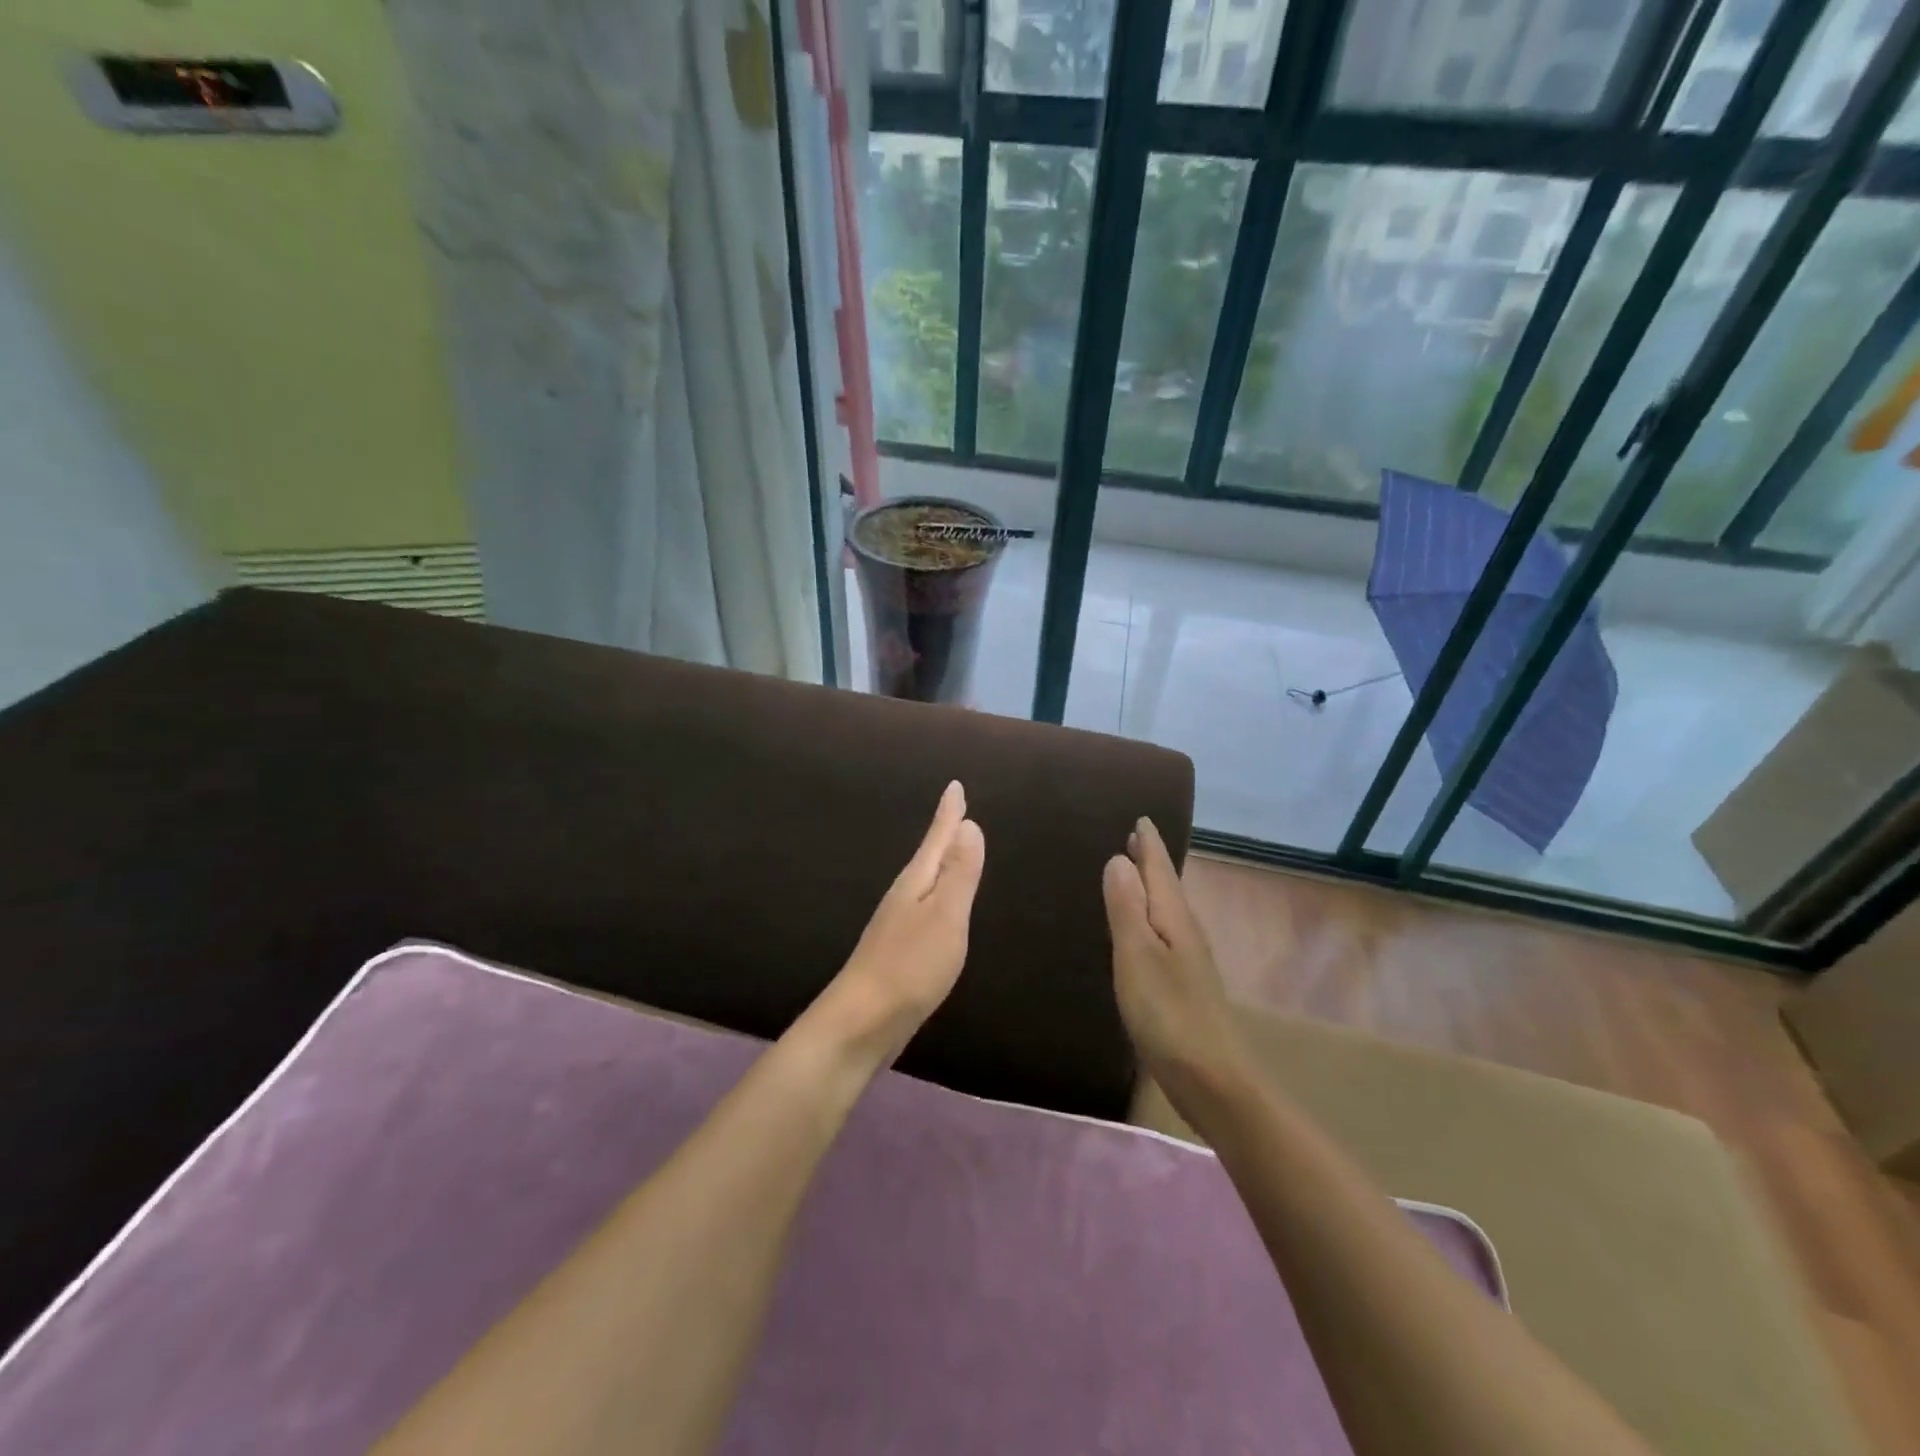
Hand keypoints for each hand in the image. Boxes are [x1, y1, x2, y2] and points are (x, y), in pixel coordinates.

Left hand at [831, 781, 985, 1061]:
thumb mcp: (945, 916)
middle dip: (944, 834)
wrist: (861, 1022)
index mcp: (916, 883)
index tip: (955, 786)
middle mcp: (903, 897)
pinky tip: (936, 908)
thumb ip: (958, 873)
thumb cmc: (910, 966)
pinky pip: (923, 909)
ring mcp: (896, 925)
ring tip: (950, 851)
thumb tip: (969, 825)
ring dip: (939, 864)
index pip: (937, 839)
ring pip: (924, 883)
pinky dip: (935, 896)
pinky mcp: (897, 951)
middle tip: (957, 812)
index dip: (949, 813)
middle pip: (929, 857)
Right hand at [1102, 818, 1247, 1108]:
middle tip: (1135, 837)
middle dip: (1151, 861)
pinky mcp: (1184, 986)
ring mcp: (1188, 961)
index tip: (1141, 818)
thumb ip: (1127, 908)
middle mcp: (1185, 932)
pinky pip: (1164, 933)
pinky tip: (1143, 929)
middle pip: (1166, 886)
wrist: (1214, 1081)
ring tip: (1134, 872)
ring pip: (1167, 909)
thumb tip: (1119, 859)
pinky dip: (1151, 917)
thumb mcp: (1138, 956)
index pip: (1160, 870)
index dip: (1149, 844)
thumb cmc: (1169, 1015)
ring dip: (1151, 887)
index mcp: (1174, 919)